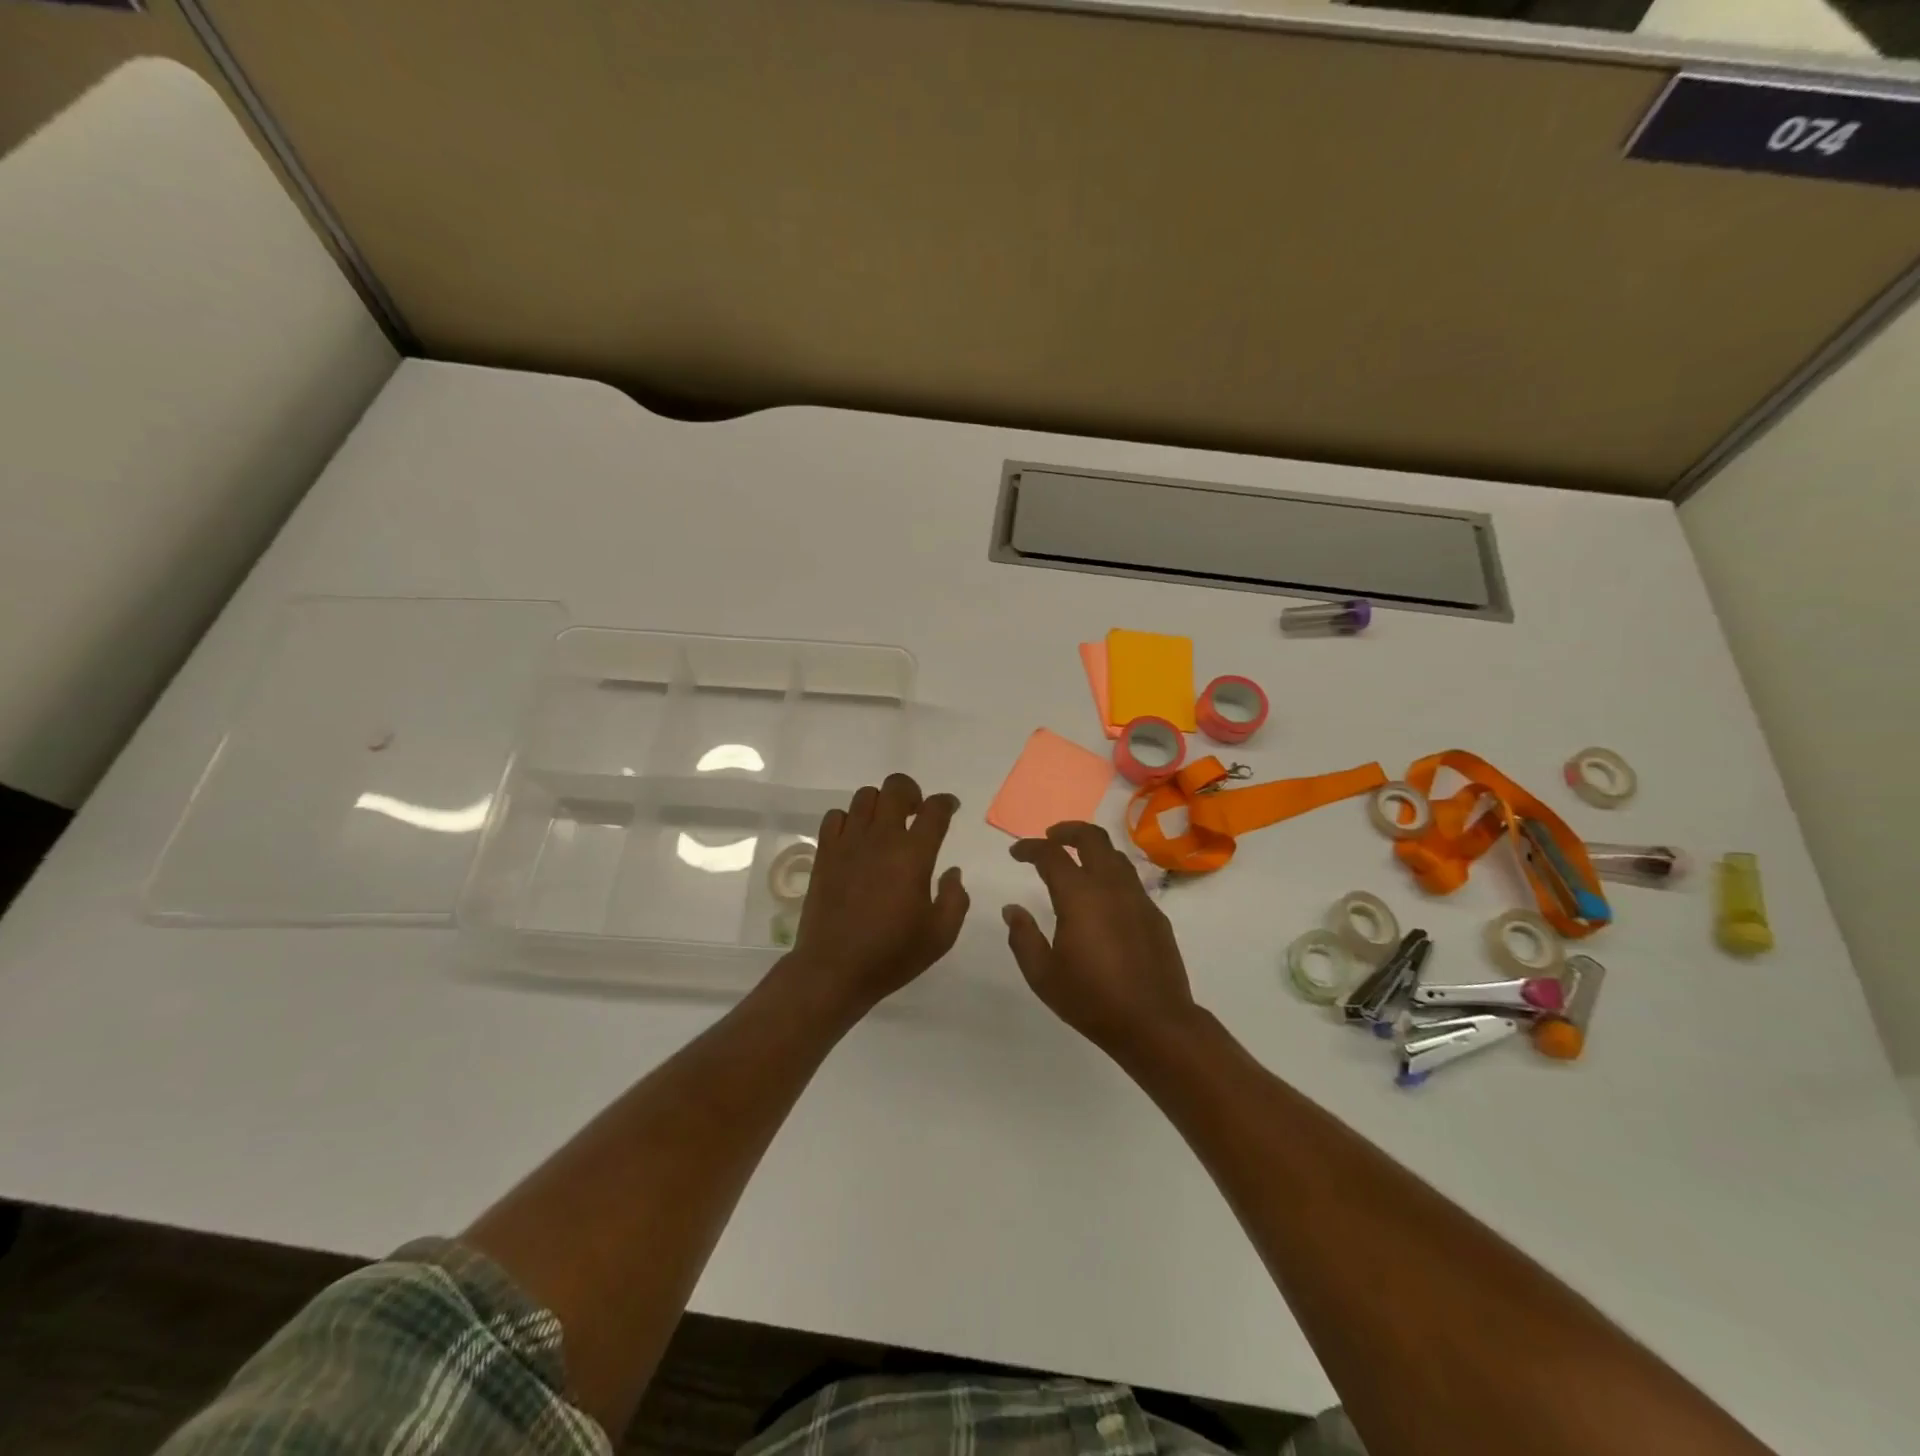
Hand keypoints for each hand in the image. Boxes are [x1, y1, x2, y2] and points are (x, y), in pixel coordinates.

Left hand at [789, 773, 968, 1013]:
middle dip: (912, 792)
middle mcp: (881, 838)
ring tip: (885, 826)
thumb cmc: (891, 954)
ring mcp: (848, 843)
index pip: (934, 810)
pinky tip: (856, 839)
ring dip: (881, 804)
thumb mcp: (940, 935)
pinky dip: (849, 819)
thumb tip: (952, 872)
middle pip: (896, 787)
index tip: (950, 808)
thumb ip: (955, 898)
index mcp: (913, 855)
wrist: (833, 970)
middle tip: (916, 813)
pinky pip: (835, 816)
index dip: (946, 802)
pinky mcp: (824, 853)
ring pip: (864, 796)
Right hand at [1003, 822, 1199, 1056]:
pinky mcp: (1154, 914)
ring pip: (1115, 854)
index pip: (1051, 855)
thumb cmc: (1092, 1000)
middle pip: (1091, 838)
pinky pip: (1130, 879)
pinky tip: (1102, 896)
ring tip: (1076, 860)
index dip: (1030, 848)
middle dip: (1067, 831)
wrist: (1155, 1023)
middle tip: (1049, 839)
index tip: (1016, 853)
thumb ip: (1023, 937)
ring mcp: (1137, 897)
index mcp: (1079, 896)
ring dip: (1092, 848)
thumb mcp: (1043, 975)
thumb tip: (1013, 910)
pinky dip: (1111, 872)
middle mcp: (1110, 886)